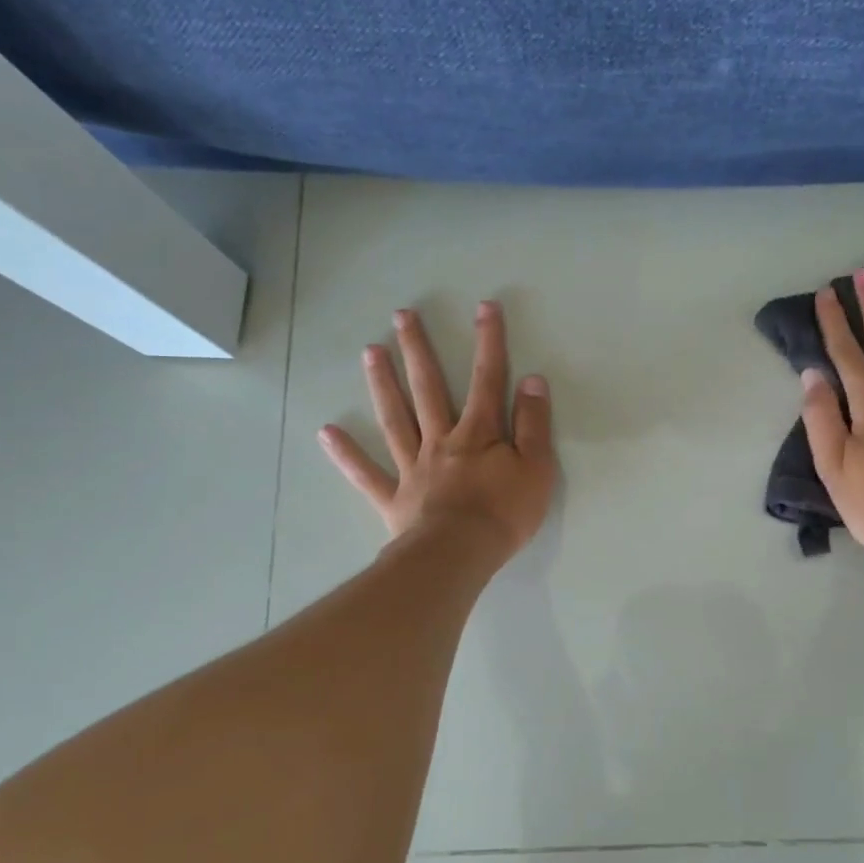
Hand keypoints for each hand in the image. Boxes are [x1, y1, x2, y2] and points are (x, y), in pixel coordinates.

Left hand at [319, 301, 555, 561]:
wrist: (459, 555)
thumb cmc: (504, 513)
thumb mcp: (536, 468)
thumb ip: (533, 425)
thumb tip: (532, 381)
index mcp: (478, 433)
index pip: (486, 379)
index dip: (489, 341)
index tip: (484, 307)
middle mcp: (441, 440)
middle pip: (428, 388)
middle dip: (418, 350)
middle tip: (402, 316)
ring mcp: (413, 468)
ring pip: (396, 419)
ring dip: (382, 384)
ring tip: (370, 351)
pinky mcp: (394, 498)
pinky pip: (366, 474)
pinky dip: (347, 454)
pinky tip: (327, 432)